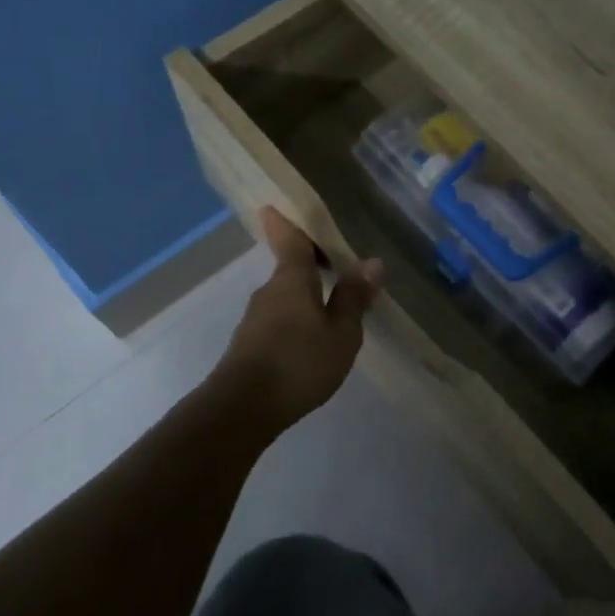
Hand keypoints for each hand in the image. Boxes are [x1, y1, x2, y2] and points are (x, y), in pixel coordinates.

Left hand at [212, 207, 382, 431]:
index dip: (284, 223)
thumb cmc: (299, 363)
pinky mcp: (249, 345)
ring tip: (332, 309)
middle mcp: (269, 291)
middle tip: (337, 266)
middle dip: (310, 266)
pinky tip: (312, 341)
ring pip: (285, 297)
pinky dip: (296, 320)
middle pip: (289, 269)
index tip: (272, 206)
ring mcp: (255, 319)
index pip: (289, 240)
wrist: (242, 408)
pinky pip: (279, 320)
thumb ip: (354, 298)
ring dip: (305, 297)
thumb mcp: (341, 333)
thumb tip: (372, 262)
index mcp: (292, 280)